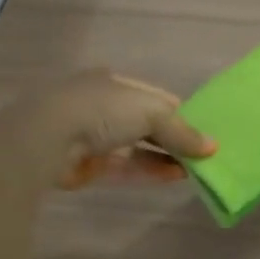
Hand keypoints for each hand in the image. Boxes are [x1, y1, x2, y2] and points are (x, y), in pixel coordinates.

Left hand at [13, 69, 215, 188]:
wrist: (46, 139)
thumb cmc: (102, 110)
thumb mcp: (151, 112)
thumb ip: (181, 131)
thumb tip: (212, 147)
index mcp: (115, 82)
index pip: (155, 97)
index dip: (181, 112)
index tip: (206, 129)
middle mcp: (104, 105)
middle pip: (146, 123)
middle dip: (174, 137)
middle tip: (205, 153)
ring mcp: (94, 136)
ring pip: (137, 146)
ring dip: (165, 156)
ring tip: (196, 168)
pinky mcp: (89, 165)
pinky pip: (126, 166)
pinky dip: (150, 170)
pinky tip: (175, 176)